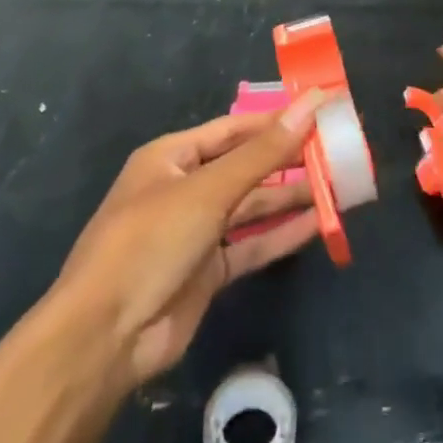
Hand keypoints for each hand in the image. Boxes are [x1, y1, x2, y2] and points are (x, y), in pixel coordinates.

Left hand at [50, 91, 326, 385]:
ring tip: (338, 185)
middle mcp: (185, 189)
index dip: (275, 120)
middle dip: (288, 160)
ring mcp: (195, 232)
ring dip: (290, 197)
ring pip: (251, 207)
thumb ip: (264, 152)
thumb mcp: (209, 190)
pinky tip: (318, 224)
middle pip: (245, 167)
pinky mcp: (207, 272)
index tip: (319, 113)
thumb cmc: (151, 241)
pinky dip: (281, 235)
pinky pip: (251, 245)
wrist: (104, 338)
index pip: (234, 129)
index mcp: (172, 157)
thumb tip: (310, 104)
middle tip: (337, 152)